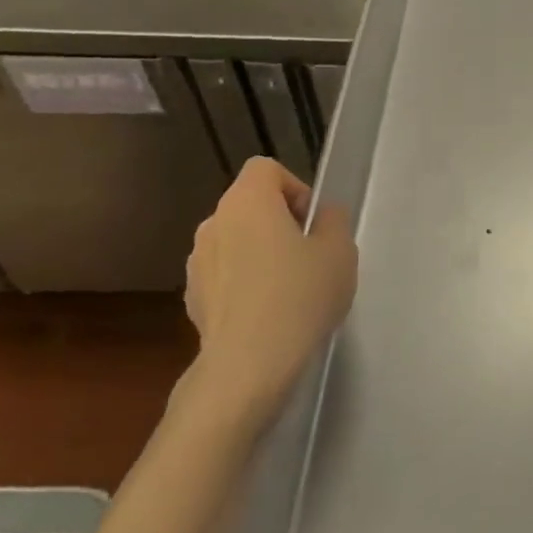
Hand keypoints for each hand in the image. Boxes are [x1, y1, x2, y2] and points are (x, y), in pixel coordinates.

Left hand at [184, 157, 357, 417]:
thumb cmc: (300, 297)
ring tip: (290, 289)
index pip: (266, 169)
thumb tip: (323, 215)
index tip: (314, 224)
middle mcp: (213, 222)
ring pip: (236, 241)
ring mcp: (197, 261)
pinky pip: (225, 275)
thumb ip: (333, 222)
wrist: (248, 363)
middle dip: (280, 223)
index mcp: (247, 201)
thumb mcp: (339, 253)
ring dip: (261, 253)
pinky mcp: (193, 297)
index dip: (296, 188)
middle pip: (250, 205)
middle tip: (311, 257)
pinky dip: (245, 283)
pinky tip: (268, 314)